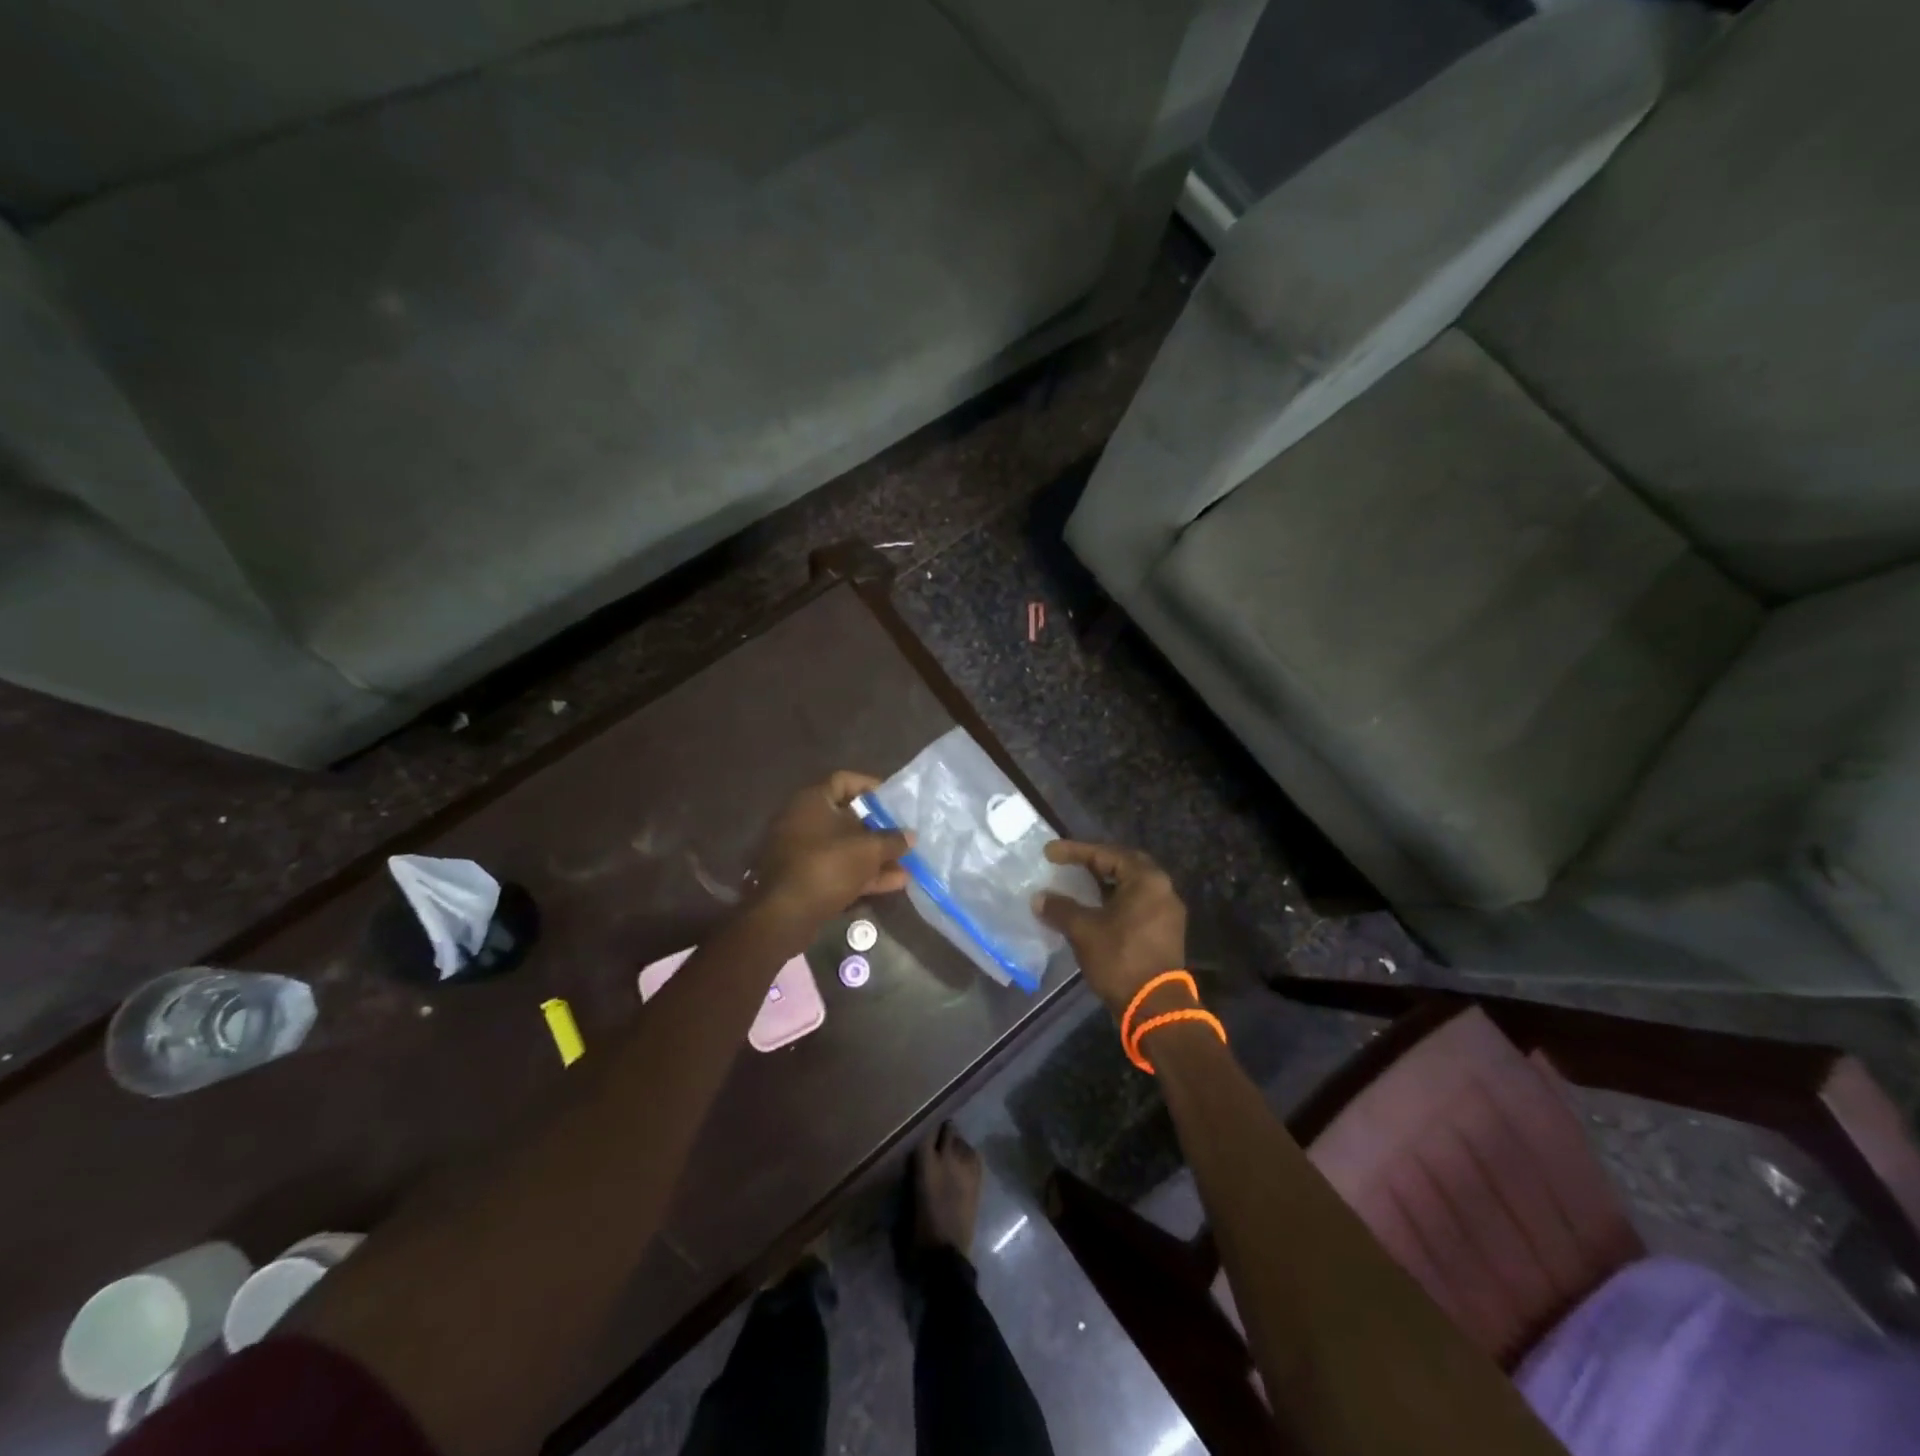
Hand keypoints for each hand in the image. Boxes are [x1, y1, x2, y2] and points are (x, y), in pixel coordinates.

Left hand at [752, 771, 912, 921]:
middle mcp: (802, 821)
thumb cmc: (828, 866)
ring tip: (906, 867)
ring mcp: (800, 852)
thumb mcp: (868, 850)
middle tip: (903, 836)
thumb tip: (910, 835)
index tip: (894, 800)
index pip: (843, 780)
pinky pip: (836, 869)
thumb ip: (892, 840)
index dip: (871, 787)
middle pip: (846, 817)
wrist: (785, 915)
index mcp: (812, 801)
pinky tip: (893, 884)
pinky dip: (861, 874)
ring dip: (874, 857)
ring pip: (843, 847)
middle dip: (878, 829)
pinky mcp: (803, 879)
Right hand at [1033, 841, 1187, 1016]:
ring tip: (1077, 885)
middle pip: (1123, 865)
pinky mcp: (1164, 932)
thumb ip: (1060, 908)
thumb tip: (1039, 898)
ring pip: (1130, 887)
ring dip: (1103, 884)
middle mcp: (1162, 889)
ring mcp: (1166, 912)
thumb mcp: (1083, 930)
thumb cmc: (1119, 959)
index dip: (1075, 851)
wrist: (1154, 1007)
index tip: (1049, 853)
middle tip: (1068, 863)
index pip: (1106, 854)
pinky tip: (1093, 909)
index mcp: (1147, 880)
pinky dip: (1113, 901)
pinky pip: (1136, 904)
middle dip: (1094, 863)